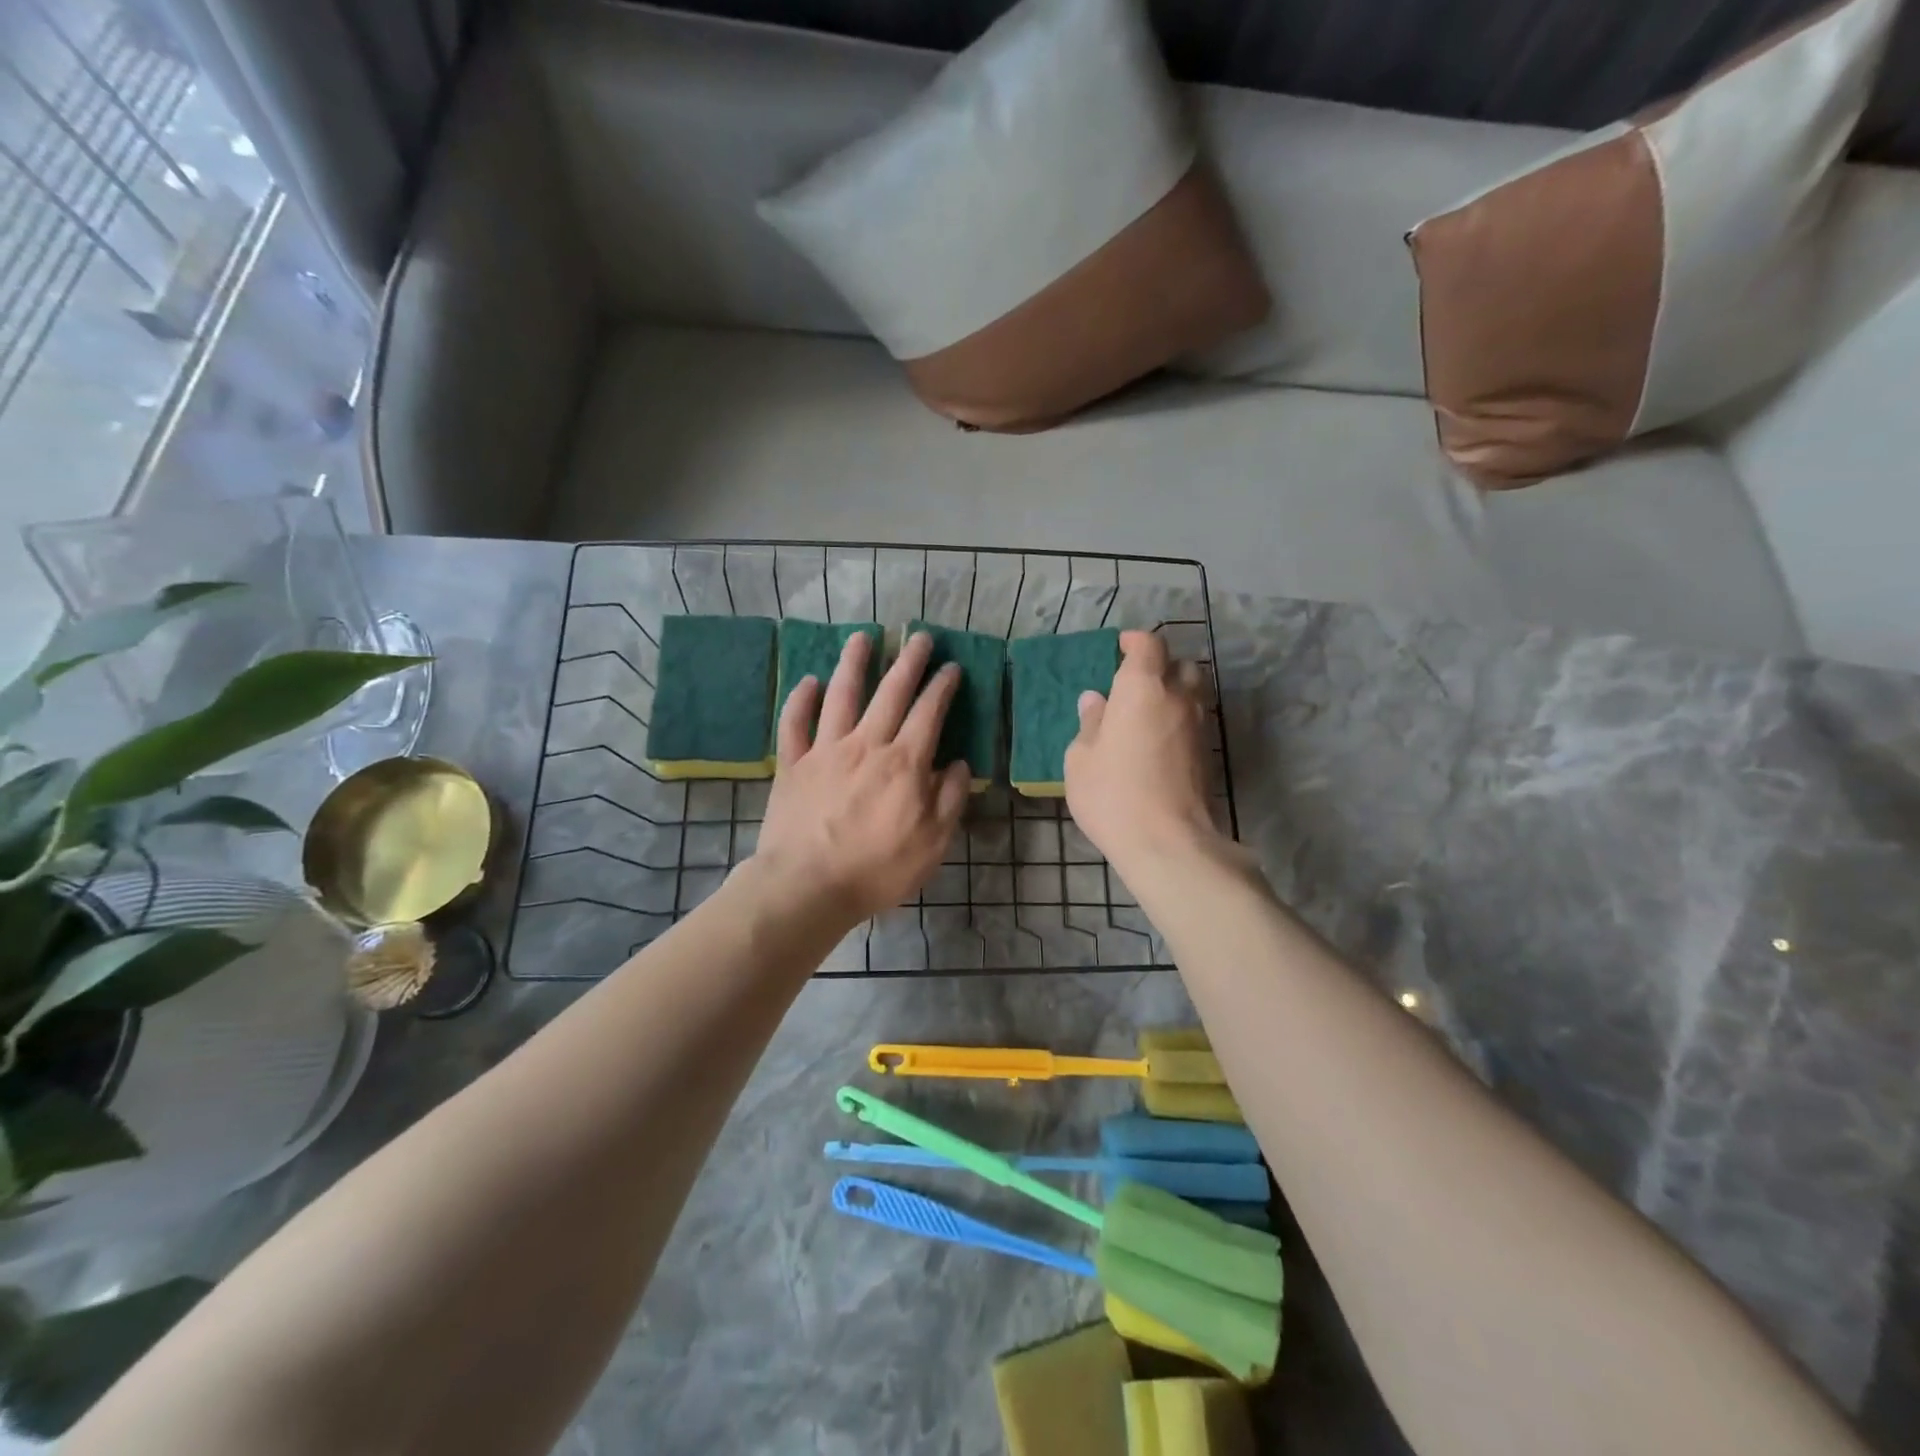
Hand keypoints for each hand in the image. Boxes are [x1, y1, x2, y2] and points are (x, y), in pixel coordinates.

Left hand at [754, 630, 971, 927]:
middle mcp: (866, 745)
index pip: (929, 713)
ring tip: (863, 637)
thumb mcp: (932, 843)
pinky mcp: (793, 764)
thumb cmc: (877, 870)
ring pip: (841, 695)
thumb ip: (950, 799)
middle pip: (890, 692)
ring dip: (854, 662)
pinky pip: (795, 723)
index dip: (942, 687)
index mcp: (904, 763)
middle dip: (908, 661)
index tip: (951, 667)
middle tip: (918, 637)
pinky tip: (809, 680)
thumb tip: (959, 764)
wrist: (807, 886)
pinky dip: (801, 699)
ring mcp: (825, 751)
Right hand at [1065, 630, 1220, 873]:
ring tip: (1147, 713)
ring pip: (1193, 693)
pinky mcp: (1209, 754)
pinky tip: (1159, 742)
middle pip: (1181, 665)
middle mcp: (1177, 697)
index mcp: (1142, 688)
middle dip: (1161, 666)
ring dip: (1174, 694)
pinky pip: (1195, 721)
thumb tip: (1096, 701)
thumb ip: (1090, 723)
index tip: (1120, 647)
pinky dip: (1180, 720)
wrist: (1168, 842)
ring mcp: (1199, 726)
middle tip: (1136, 683)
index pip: (1148, 645)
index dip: (1135, 641)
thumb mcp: (1082, 758)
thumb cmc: (1112, 794)